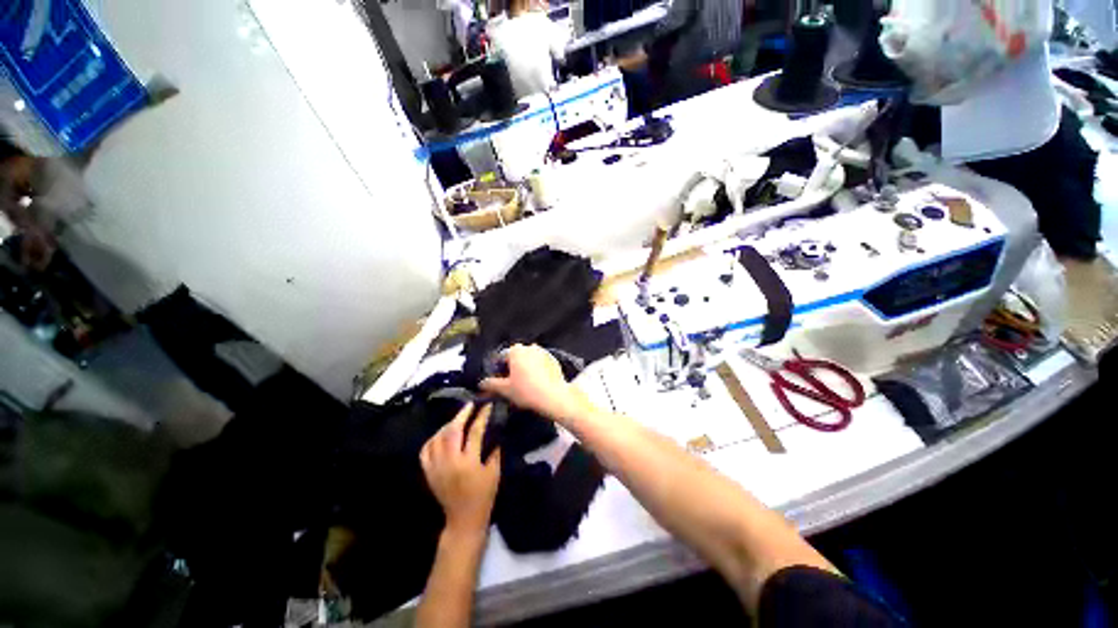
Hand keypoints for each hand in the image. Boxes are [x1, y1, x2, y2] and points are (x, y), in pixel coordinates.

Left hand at [421, 402, 500, 535]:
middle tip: (470, 405)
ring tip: (458, 419)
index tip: (486, 405)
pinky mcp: (428, 473)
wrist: (463, 519)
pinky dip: (433, 438)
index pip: (475, 432)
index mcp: (469, 463)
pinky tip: (441, 434)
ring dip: (448, 425)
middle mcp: (450, 462)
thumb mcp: (494, 472)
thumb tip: (493, 430)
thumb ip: (494, 449)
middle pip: (452, 431)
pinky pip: (426, 450)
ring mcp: (436, 467)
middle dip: (462, 415)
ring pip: (438, 438)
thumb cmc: (484, 496)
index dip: (481, 416)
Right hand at [480, 344, 590, 424]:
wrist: (554, 396)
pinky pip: (540, 363)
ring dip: (525, 368)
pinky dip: (537, 370)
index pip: (501, 357)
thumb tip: (481, 383)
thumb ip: (491, 384)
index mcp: (516, 350)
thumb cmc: (526, 390)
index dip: (497, 369)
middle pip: (516, 357)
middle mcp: (529, 347)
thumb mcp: (505, 389)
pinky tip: (537, 383)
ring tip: (524, 384)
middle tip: (511, 383)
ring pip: (529, 360)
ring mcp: (543, 352)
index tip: (499, 382)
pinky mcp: (554, 360)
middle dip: (512, 368)